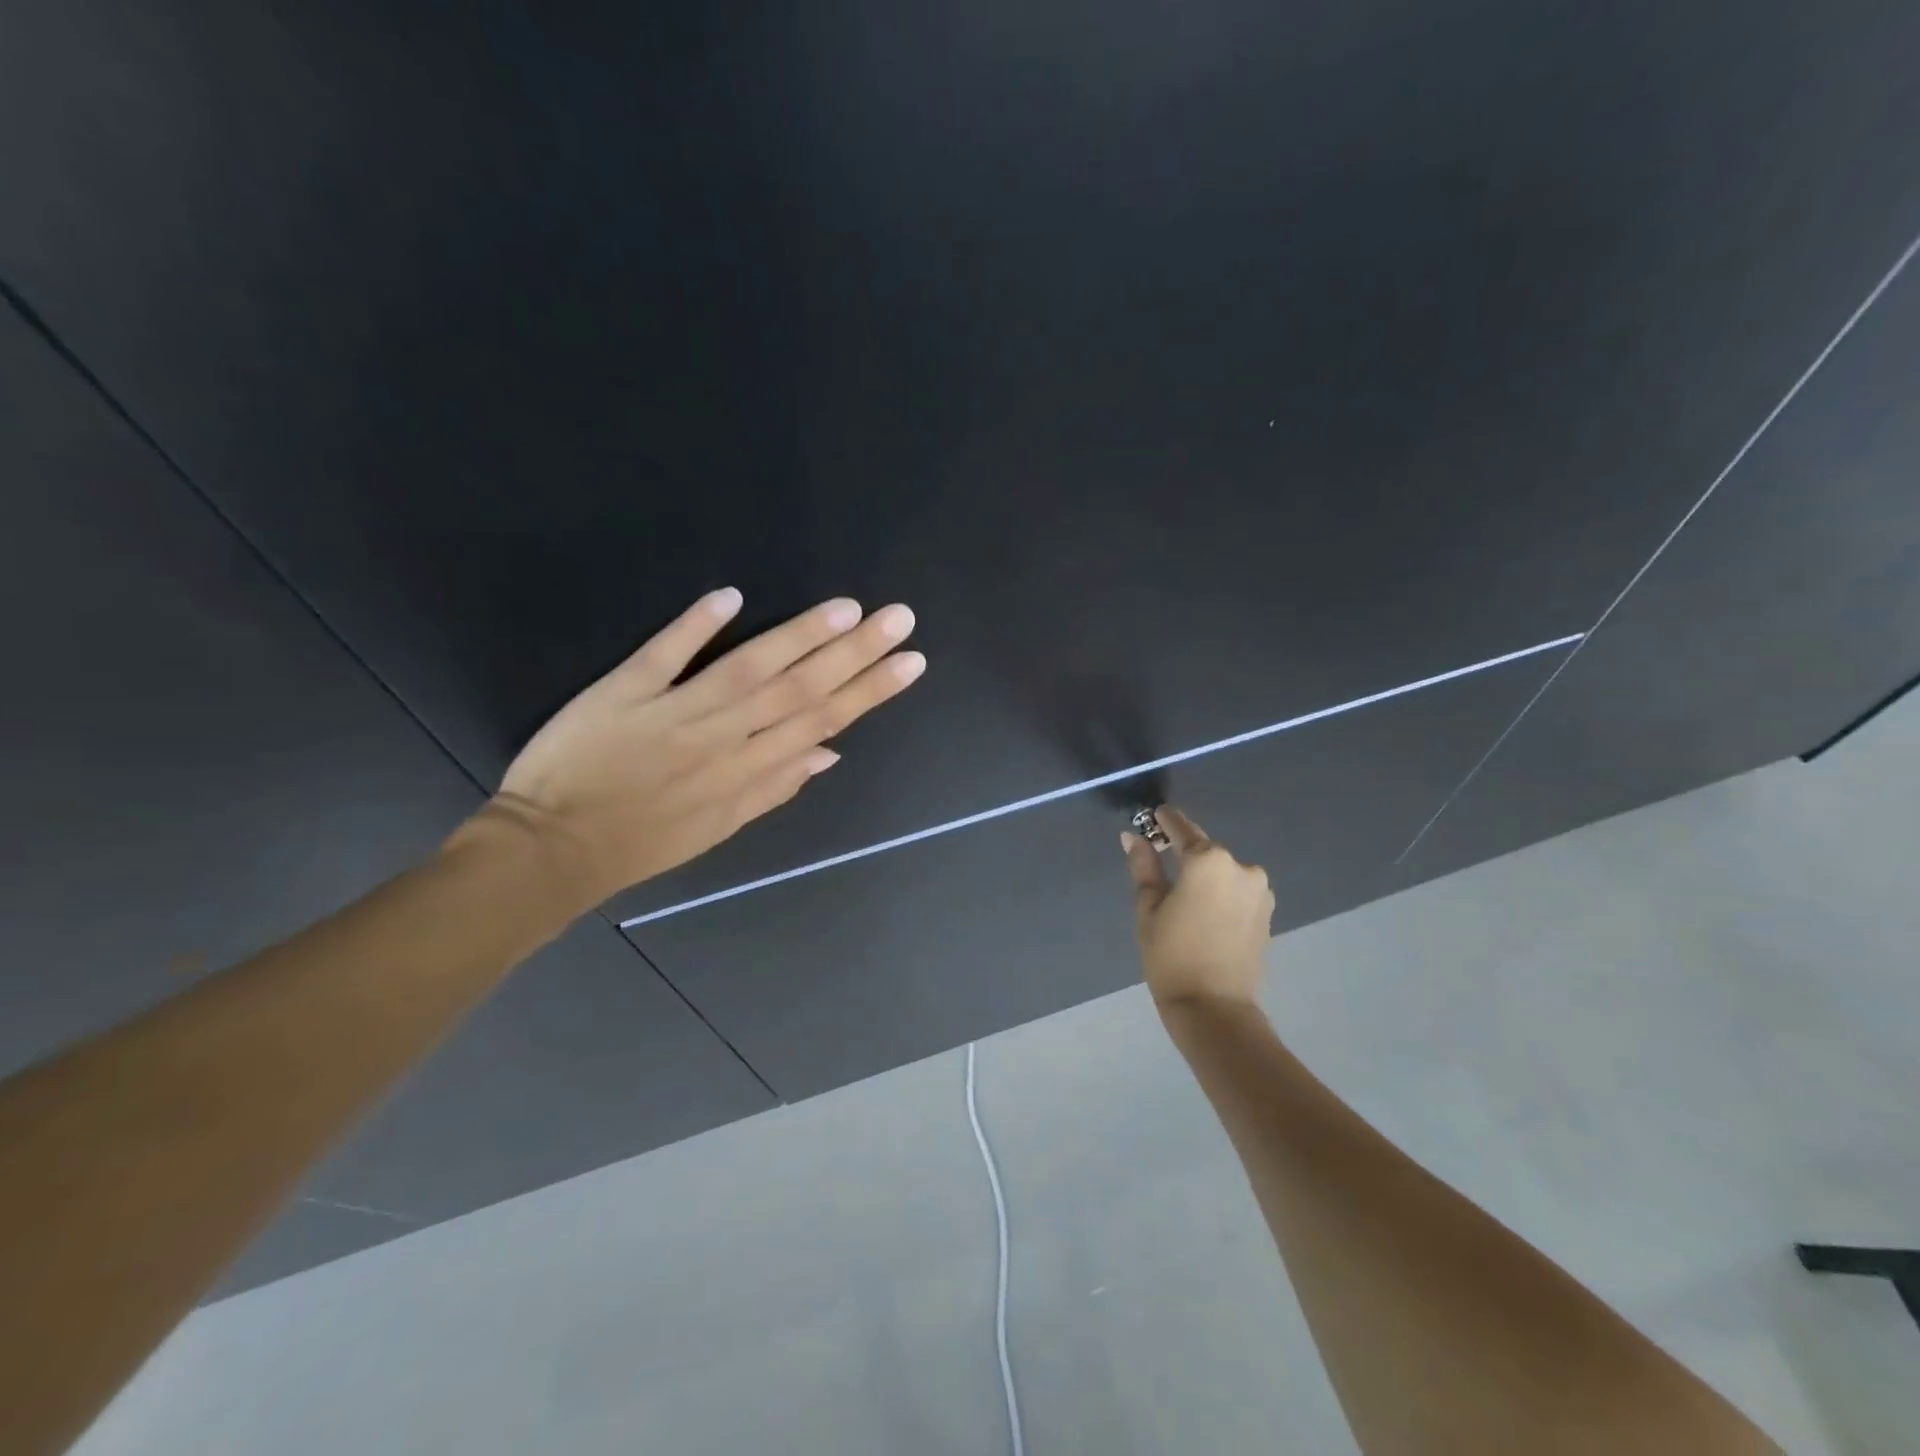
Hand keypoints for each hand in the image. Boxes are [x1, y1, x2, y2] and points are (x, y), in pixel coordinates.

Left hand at [485, 587, 924, 905]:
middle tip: (900, 618)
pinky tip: (730, 597)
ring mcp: (676, 712)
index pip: (822, 722)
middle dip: (856, 654)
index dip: (870, 691)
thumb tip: (831, 753)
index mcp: (748, 772)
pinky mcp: (624, 691)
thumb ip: (775, 788)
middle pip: (800, 689)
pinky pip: (664, 655)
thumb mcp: (720, 828)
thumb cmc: (642, 842)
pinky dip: (695, 627)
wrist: (553, 849)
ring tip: (847, 608)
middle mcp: (724, 738)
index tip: (911, 662)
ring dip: (800, 636)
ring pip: (749, 669)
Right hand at [1122, 807, 1274, 1010]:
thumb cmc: (1171, 954)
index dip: (1164, 822)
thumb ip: (1144, 866)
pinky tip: (1204, 914)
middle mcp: (1241, 867)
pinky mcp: (1266, 912)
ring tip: (1183, 899)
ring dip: (1205, 876)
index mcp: (1208, 860)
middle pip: (1205, 851)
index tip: (1151, 817)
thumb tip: (1133, 837)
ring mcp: (1259, 890)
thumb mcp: (1148, 907)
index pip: (1182, 828)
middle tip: (1160, 867)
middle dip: (1184, 855)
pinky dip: (1220, 893)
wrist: (1214, 1007)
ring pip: (1223, 872)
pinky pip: (1237, 891)